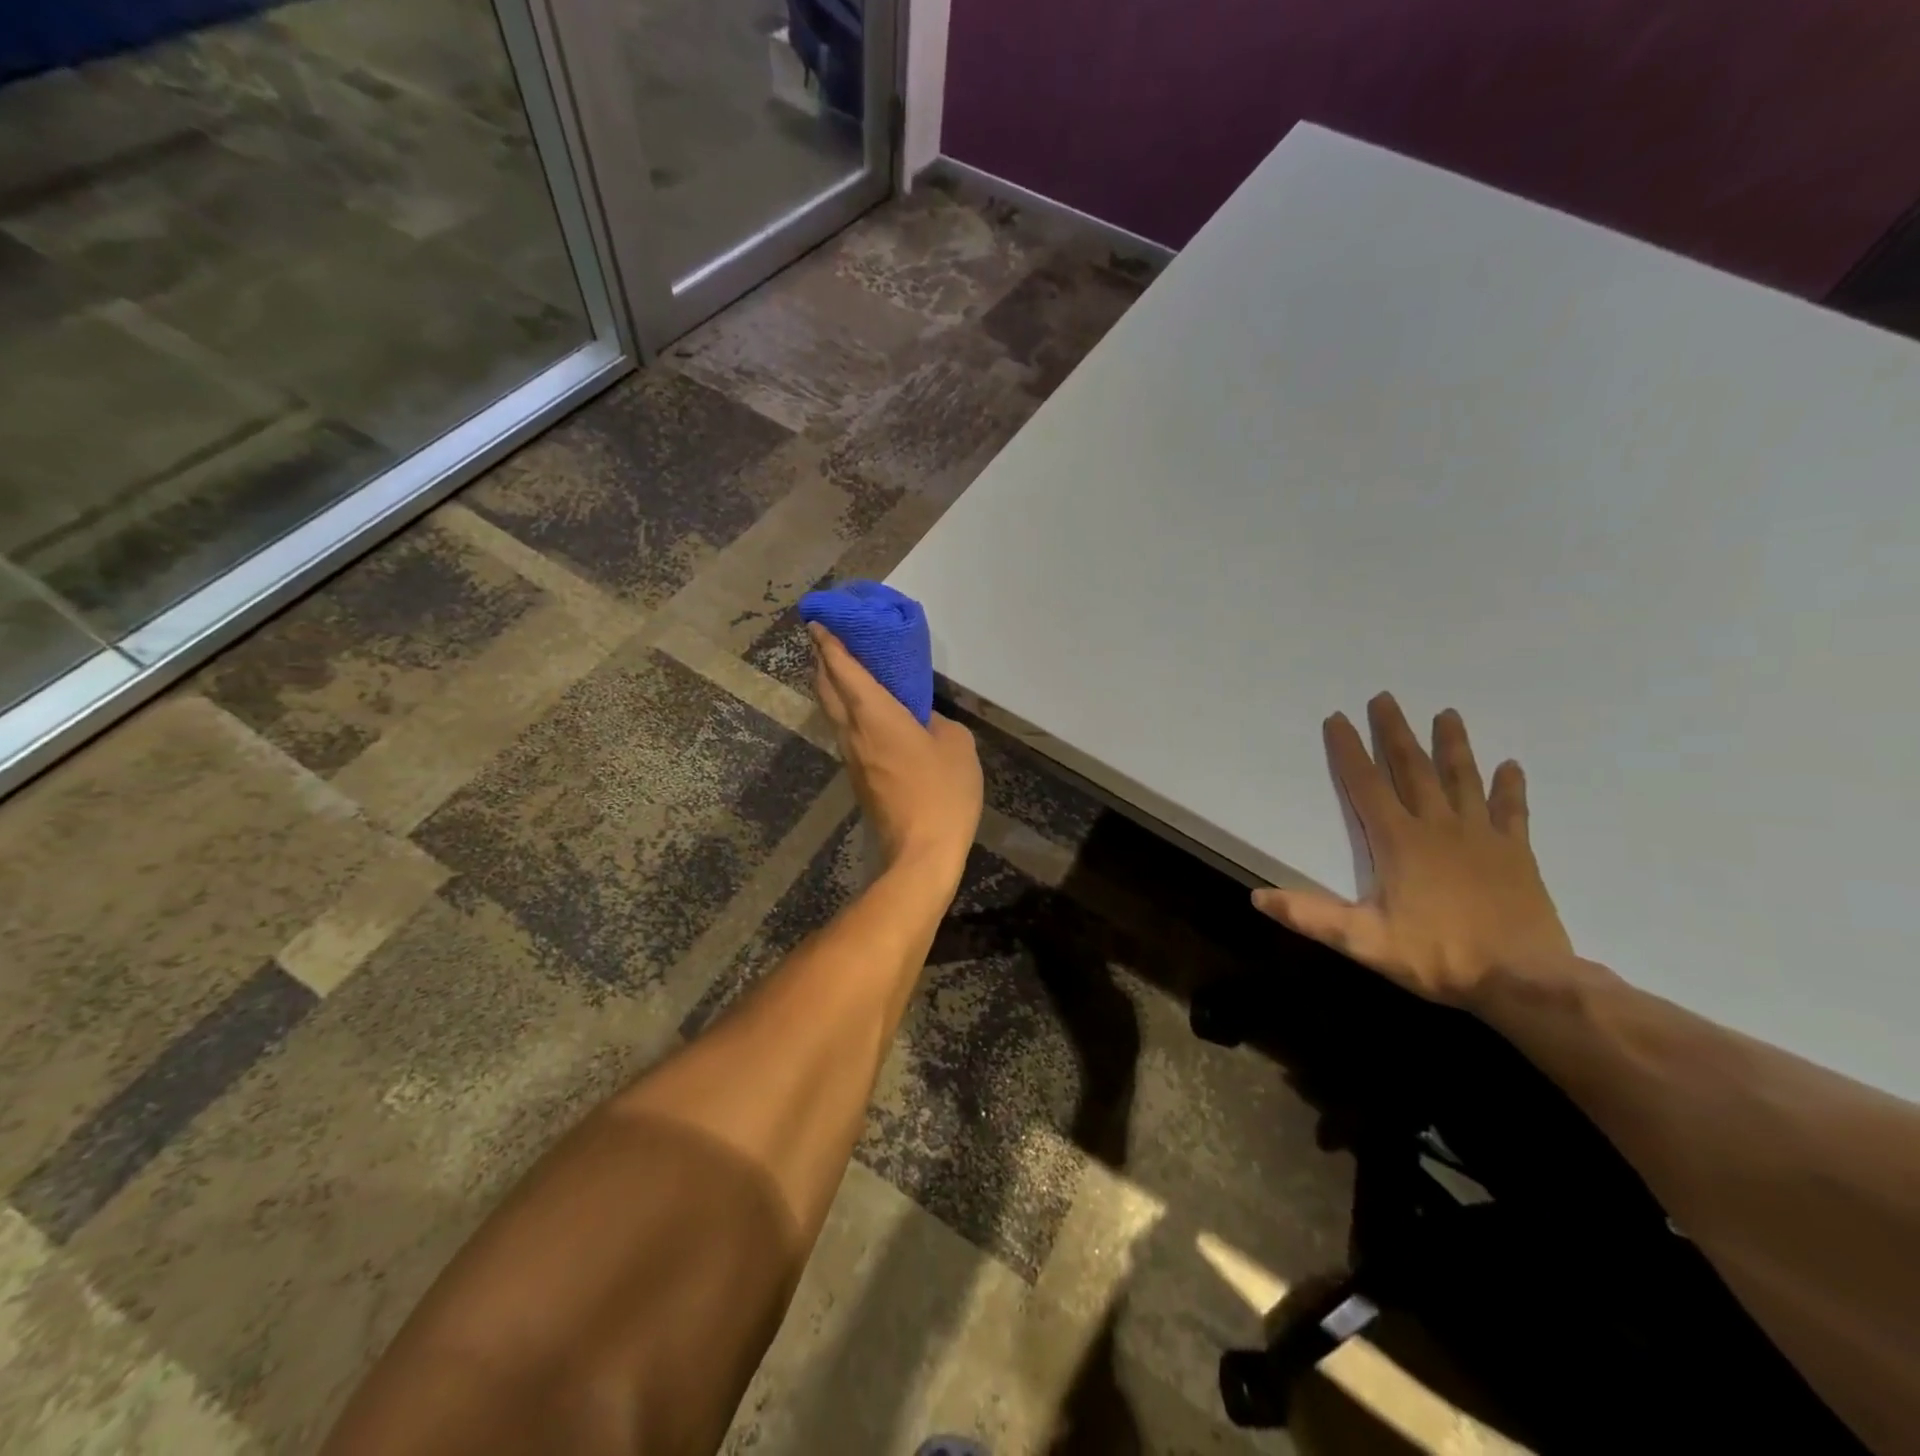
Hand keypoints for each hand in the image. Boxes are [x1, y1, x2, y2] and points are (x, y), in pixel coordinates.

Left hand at [810, 625, 982, 881]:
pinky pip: (845, 729)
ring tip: (842, 667)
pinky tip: (863, 708)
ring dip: (830, 685)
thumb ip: (935, 721)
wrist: (921, 851)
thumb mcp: (956, 744)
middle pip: (826, 687)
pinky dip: (845, 708)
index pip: (843, 669)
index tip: (817, 621)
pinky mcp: (857, 775)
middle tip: (826, 638)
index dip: (829, 643)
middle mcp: (853, 731)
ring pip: (831, 710)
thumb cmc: (942, 792)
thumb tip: (920, 719)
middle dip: (822, 660)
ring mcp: (851, 756)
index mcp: (875, 715)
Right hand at [1253, 693, 1574, 1008]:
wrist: (1524, 981)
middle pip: (1413, 769)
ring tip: (1448, 714)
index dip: (1349, 750)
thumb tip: (1256, 897)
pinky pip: (1511, 811)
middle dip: (1395, 732)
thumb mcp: (1362, 941)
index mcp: (1398, 841)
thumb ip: (1310, 916)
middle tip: (1386, 698)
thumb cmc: (1437, 956)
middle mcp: (1438, 826)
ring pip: (1463, 779)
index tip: (1338, 717)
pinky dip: (1510, 788)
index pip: (1366, 785)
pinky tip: (1511, 766)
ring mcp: (1481, 836)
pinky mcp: (1515, 853)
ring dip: (1453, 746)